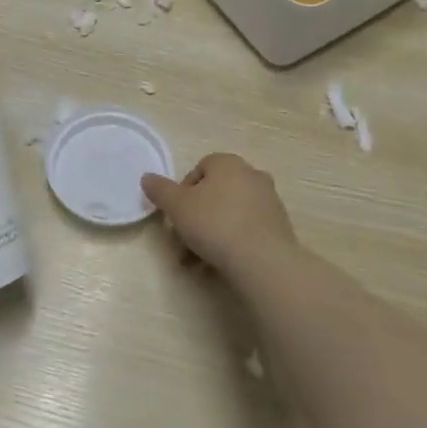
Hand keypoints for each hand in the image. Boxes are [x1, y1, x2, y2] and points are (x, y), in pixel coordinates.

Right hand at [141, 153, 299, 287]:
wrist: (263, 260)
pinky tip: (220, 264)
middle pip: (214, 195)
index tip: (176, 216)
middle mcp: (252, 175)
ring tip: (197, 262)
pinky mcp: (279, 227)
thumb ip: (160, 190)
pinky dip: (232, 243)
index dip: (183, 192)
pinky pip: (247, 230)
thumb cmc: (215, 224)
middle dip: (195, 218)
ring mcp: (269, 201)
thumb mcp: (177, 206)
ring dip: (210, 234)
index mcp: (228, 163)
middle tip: (182, 243)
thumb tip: (147, 178)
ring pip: (229, 215)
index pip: (199, 169)